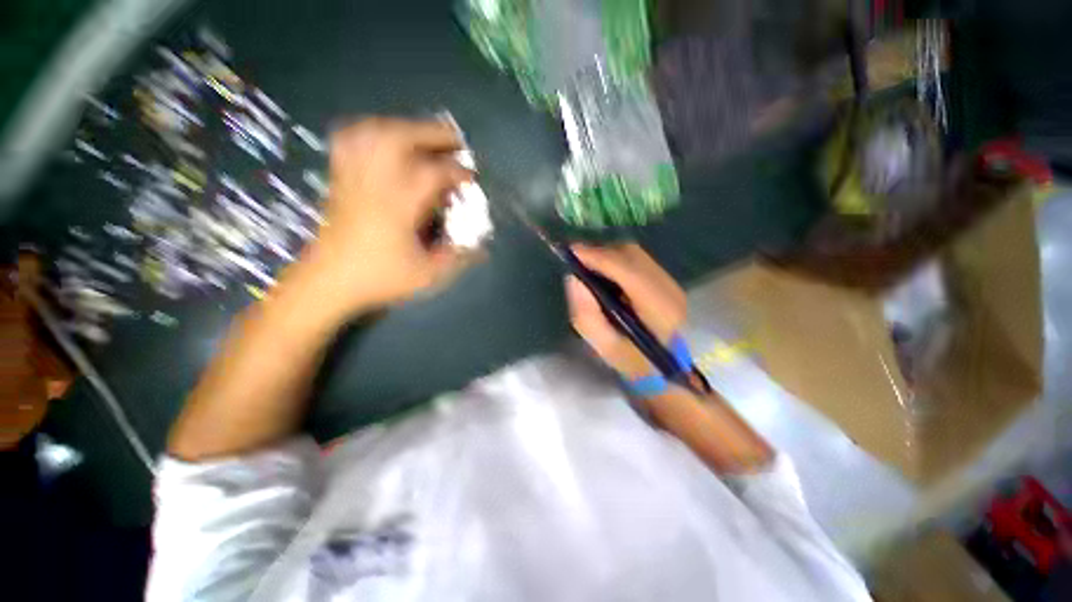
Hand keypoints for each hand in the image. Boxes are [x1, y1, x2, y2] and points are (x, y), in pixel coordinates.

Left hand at [292, 117, 472, 317]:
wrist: (326, 282)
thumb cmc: (379, 278)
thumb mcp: (426, 275)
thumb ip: (455, 257)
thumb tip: (479, 246)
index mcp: (399, 206)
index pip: (432, 173)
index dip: (457, 171)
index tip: (471, 176)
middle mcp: (375, 183)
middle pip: (400, 138)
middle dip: (432, 133)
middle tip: (453, 140)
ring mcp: (353, 178)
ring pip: (373, 133)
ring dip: (403, 127)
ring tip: (423, 134)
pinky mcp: (340, 180)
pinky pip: (350, 142)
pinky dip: (369, 131)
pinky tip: (382, 137)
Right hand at [565, 244, 685, 377]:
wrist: (668, 371)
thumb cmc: (635, 364)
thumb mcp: (606, 347)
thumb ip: (587, 315)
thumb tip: (573, 279)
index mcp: (658, 309)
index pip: (626, 271)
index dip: (598, 257)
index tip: (571, 252)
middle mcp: (668, 289)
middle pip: (631, 255)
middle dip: (600, 252)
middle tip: (575, 258)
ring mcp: (670, 283)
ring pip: (634, 254)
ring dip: (607, 254)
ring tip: (587, 263)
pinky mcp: (666, 282)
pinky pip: (638, 260)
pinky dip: (617, 259)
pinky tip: (605, 271)